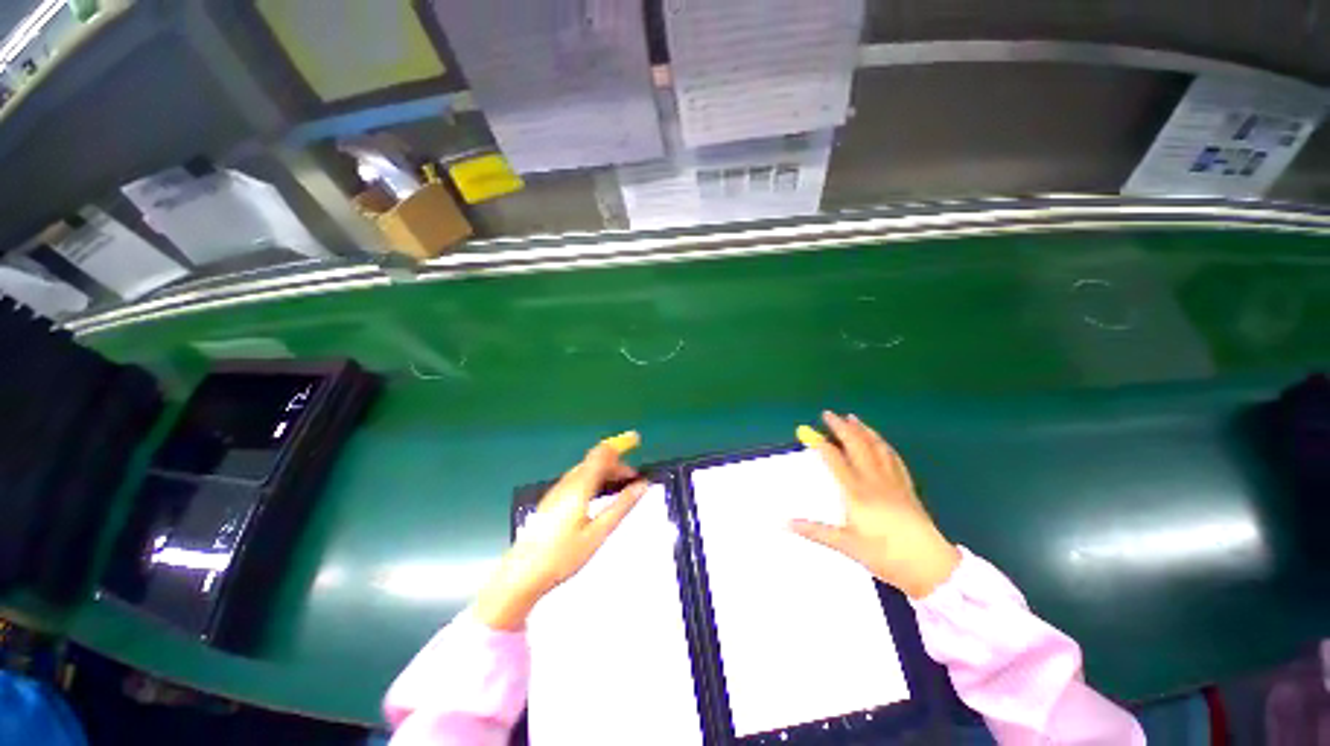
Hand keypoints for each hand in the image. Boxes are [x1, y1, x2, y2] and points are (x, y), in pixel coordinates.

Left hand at [475, 432, 647, 630]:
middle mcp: (568, 482)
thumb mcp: (598, 533)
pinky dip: (595, 479)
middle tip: (634, 479)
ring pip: (586, 469)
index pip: (602, 453)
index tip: (637, 440)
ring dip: (606, 472)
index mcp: (580, 486)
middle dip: (617, 464)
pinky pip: (578, 479)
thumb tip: (642, 485)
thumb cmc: (563, 555)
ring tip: (620, 488)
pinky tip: (599, 497)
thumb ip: (621, 506)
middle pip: (595, 460)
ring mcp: (557, 490)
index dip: (620, 443)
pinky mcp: (552, 500)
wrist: (522, 574)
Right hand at [790, 412, 960, 598]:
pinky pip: (894, 459)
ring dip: (863, 431)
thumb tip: (784, 523)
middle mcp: (874, 481)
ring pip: (877, 448)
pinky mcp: (907, 488)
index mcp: (857, 493)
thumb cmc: (885, 556)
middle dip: (841, 428)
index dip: (820, 444)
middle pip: (857, 446)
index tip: (807, 432)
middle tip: (829, 414)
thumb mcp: (846, 546)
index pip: (835, 460)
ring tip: (853, 418)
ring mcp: (893, 482)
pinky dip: (884, 446)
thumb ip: (815, 531)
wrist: (931, 566)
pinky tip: (880, 442)